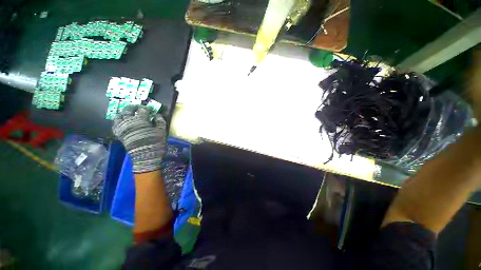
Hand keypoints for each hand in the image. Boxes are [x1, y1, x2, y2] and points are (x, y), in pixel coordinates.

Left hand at [112, 105, 166, 172]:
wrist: (145, 157)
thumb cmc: (155, 143)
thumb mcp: (161, 131)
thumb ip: (160, 121)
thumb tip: (157, 115)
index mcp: (141, 121)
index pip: (143, 110)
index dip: (147, 108)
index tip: (152, 109)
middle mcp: (129, 122)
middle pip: (128, 110)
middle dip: (134, 107)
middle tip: (139, 107)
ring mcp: (122, 128)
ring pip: (119, 116)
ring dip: (124, 112)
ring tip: (129, 112)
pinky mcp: (119, 134)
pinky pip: (115, 125)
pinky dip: (118, 121)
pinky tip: (122, 121)